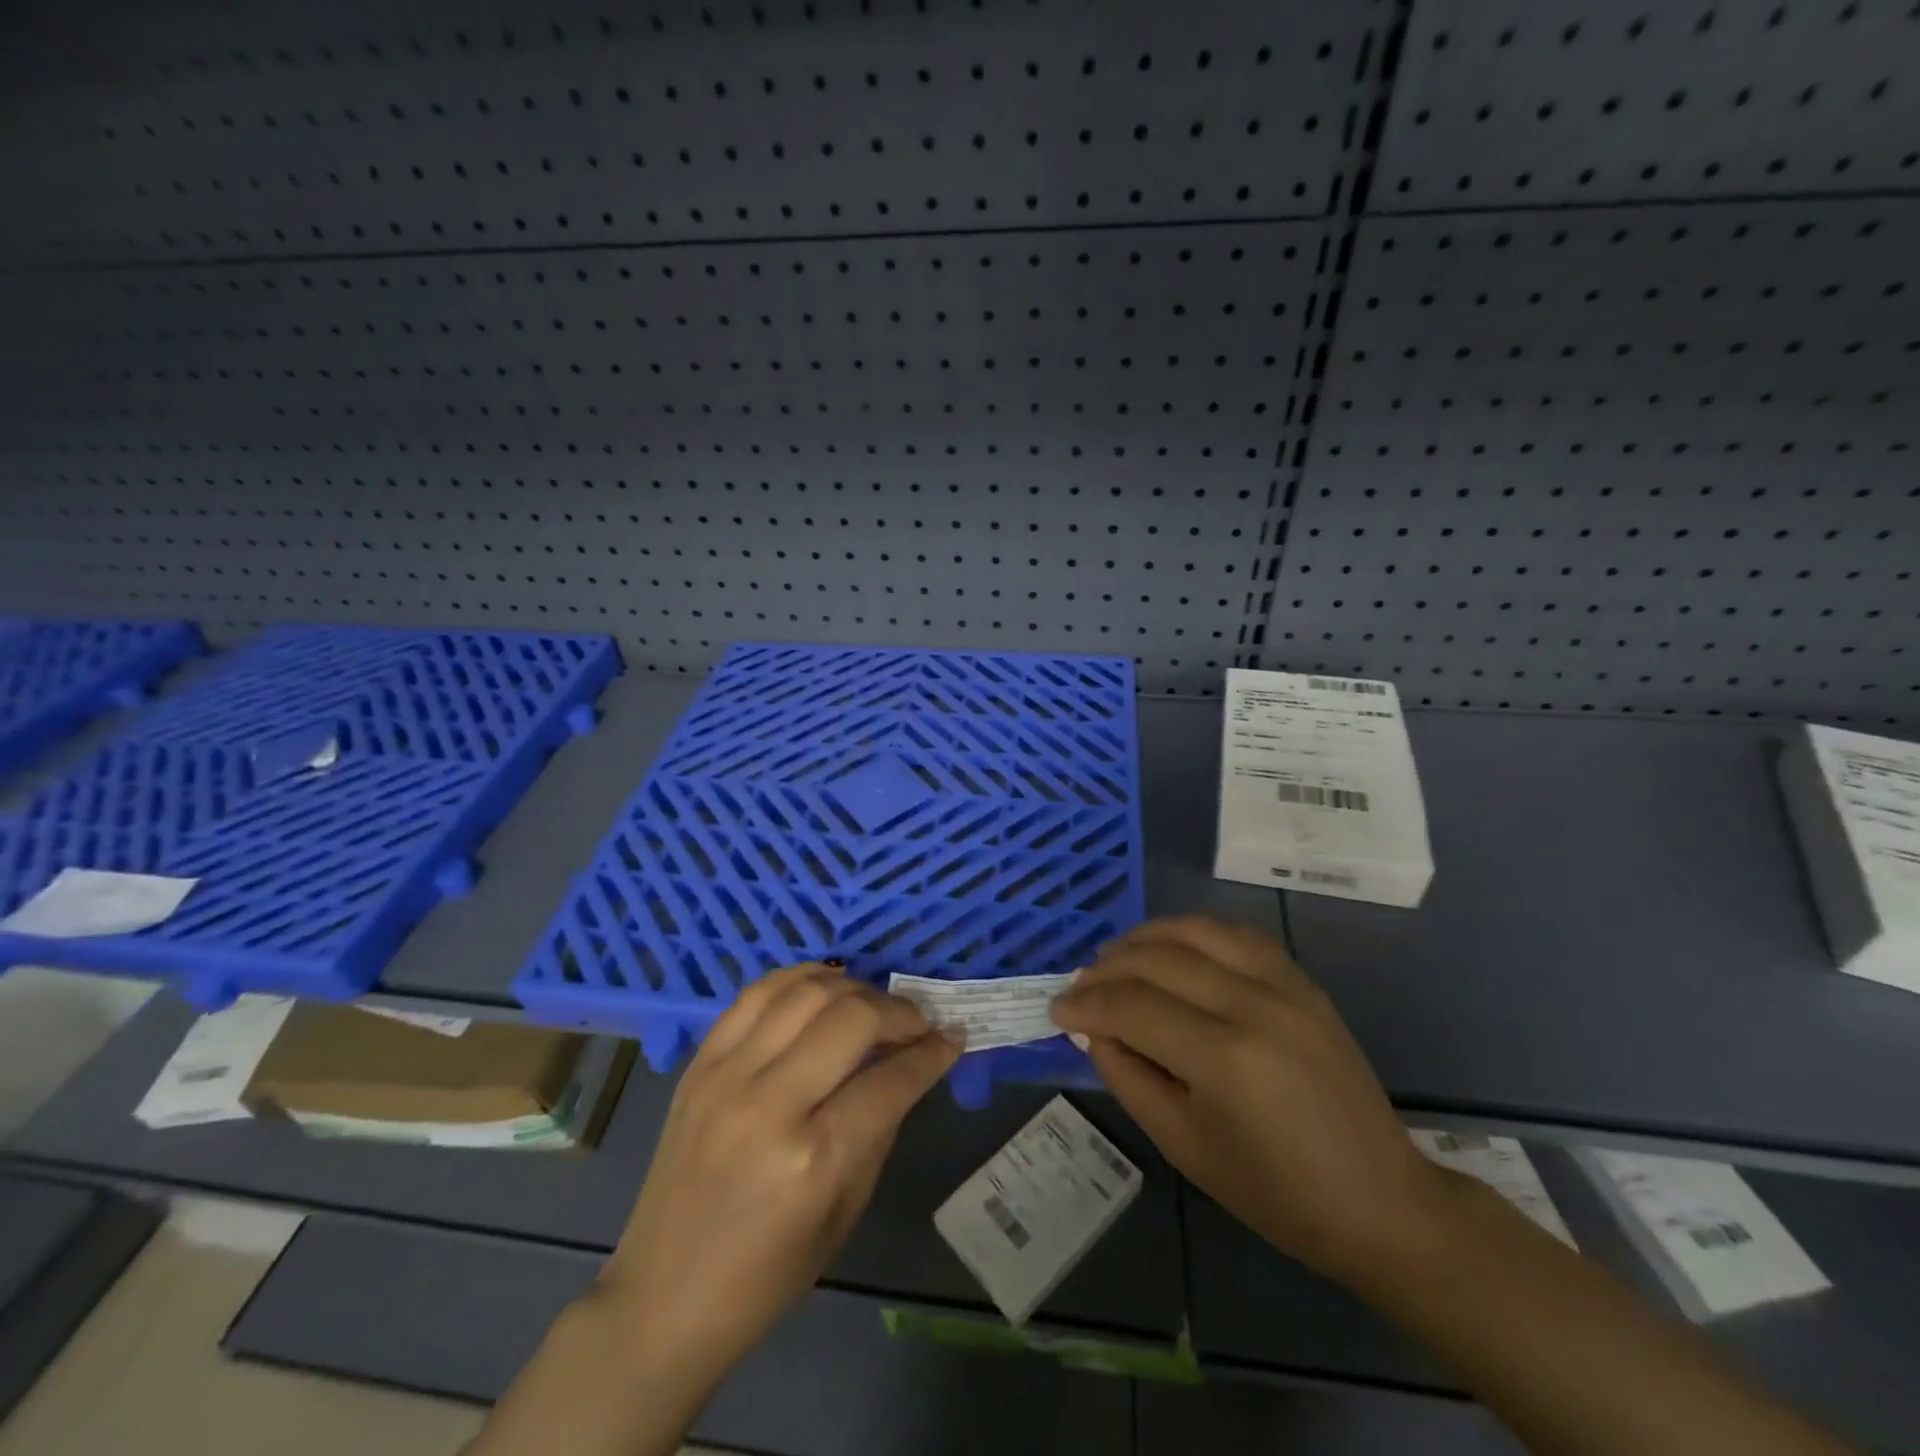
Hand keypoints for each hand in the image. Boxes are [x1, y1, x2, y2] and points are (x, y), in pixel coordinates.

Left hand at [598, 961, 959, 1385]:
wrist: (663, 1296)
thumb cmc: (767, 1273)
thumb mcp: (846, 1210)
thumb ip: (880, 1126)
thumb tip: (910, 1065)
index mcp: (813, 1158)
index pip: (891, 1079)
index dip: (932, 1053)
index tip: (952, 1038)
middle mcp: (770, 1102)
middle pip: (852, 1018)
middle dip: (899, 1012)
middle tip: (917, 1023)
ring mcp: (727, 1075)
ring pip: (806, 991)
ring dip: (854, 987)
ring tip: (873, 1004)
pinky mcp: (699, 1063)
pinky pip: (755, 993)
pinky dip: (799, 978)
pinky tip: (824, 984)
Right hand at [1050, 916, 1449, 1281]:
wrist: (1380, 1201)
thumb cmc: (1275, 1192)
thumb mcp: (1184, 1145)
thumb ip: (1128, 1076)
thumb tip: (1091, 1028)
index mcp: (1224, 1057)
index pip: (1132, 1006)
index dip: (1086, 1004)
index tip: (1057, 1009)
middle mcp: (1253, 1004)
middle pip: (1158, 960)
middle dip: (1106, 968)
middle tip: (1079, 985)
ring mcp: (1284, 985)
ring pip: (1196, 931)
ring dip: (1146, 937)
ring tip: (1116, 956)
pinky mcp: (1302, 981)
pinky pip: (1236, 934)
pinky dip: (1193, 932)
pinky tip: (1173, 948)